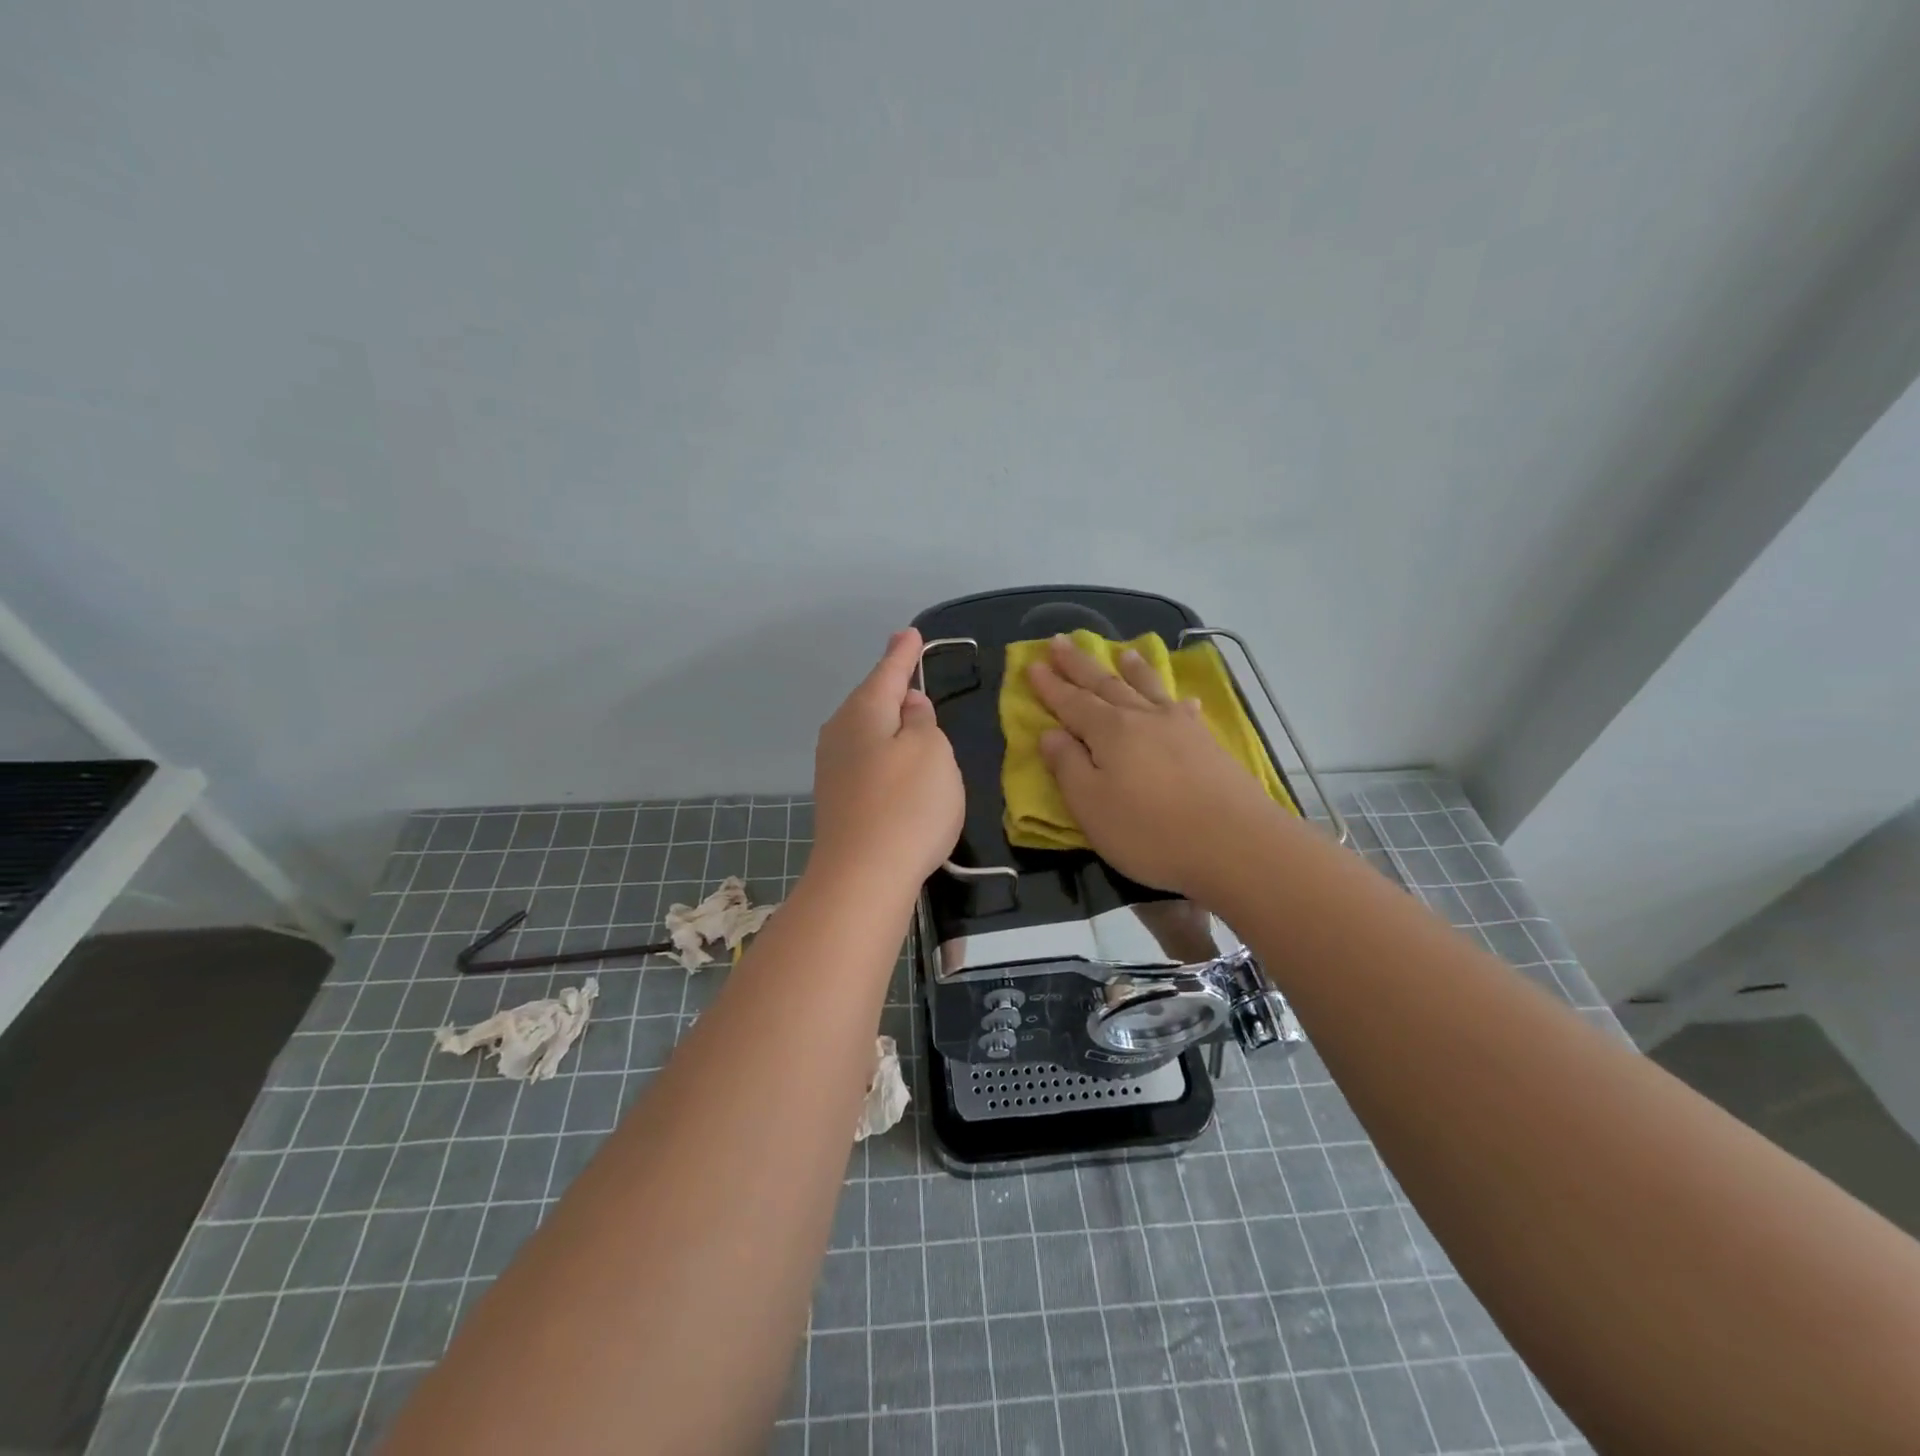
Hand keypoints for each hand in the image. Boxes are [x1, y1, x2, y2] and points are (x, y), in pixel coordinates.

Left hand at [812, 628, 965, 892]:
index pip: (887, 672)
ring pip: (866, 731)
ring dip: (888, 722)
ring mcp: (833, 769)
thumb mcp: (931, 751)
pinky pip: (865, 759)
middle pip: (870, 701)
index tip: (910, 633)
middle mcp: (841, 733)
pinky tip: (895, 763)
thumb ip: (923, 721)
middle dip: (891, 687)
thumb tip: (909, 707)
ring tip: (909, 715)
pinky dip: (883, 752)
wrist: (862, 878)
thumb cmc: (907, 805)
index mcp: (864, 712)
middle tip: (909, 669)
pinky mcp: (837, 800)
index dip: (903, 653)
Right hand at [1028, 635, 1282, 896]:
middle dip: (1080, 665)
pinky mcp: (1208, 745)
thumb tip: (1049, 734)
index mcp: (1109, 732)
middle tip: (1061, 641)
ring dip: (1132, 671)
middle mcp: (1143, 719)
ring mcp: (1180, 728)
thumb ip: (1068, 766)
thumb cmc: (1150, 831)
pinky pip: (1184, 710)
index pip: (1072, 702)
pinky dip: (1176, 701)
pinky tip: (1182, 701)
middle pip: (1106, 684)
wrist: (1236, 844)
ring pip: (1148, 689)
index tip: (1032, 664)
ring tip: (1124, 653)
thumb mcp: (1091, 805)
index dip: (1050, 685)